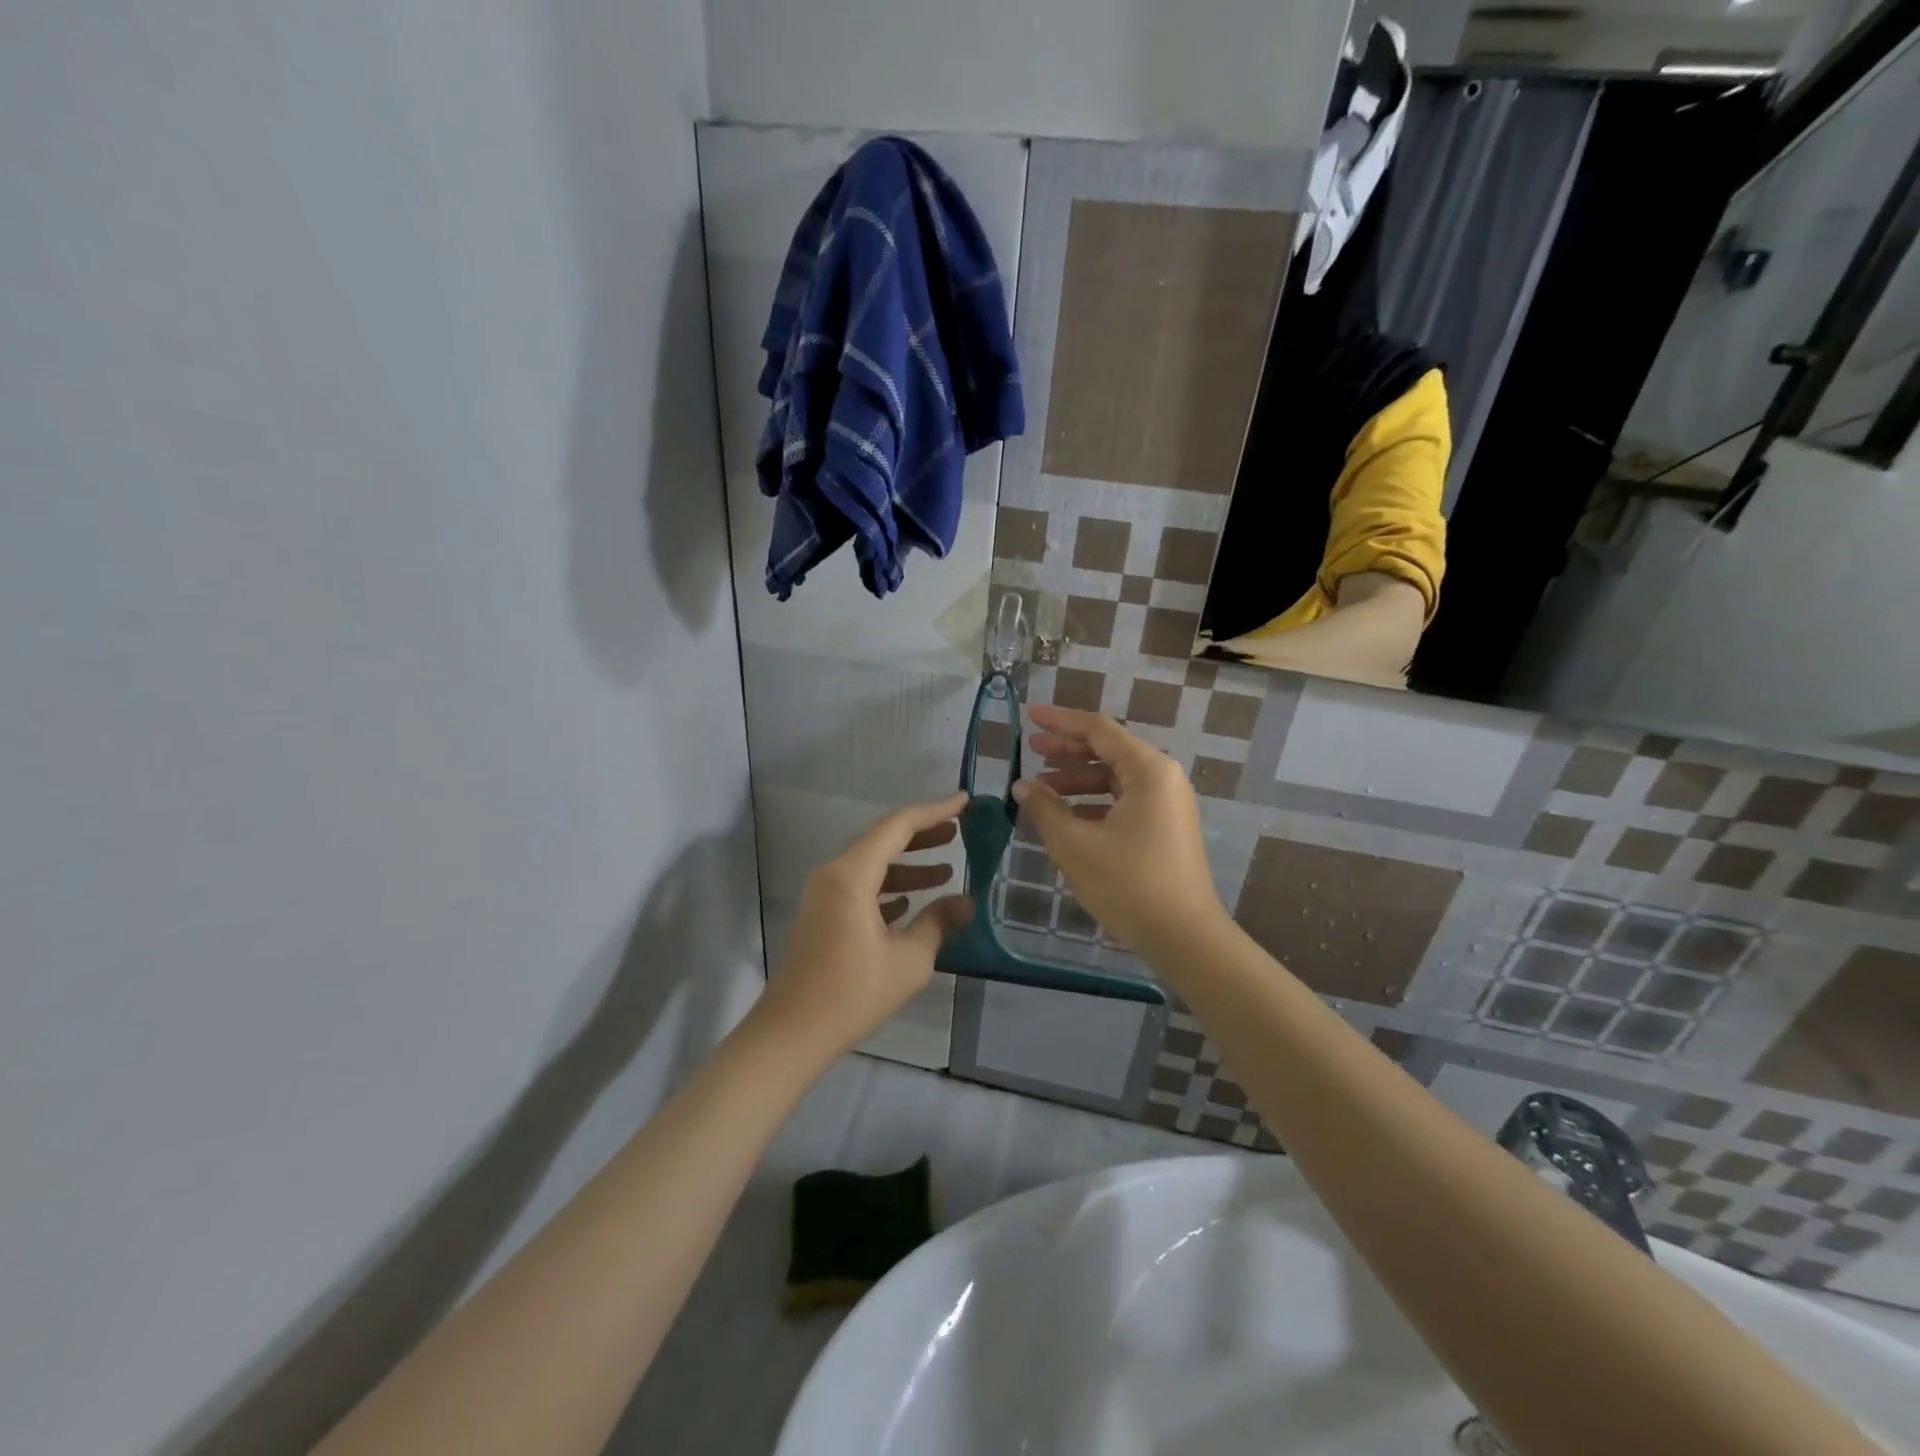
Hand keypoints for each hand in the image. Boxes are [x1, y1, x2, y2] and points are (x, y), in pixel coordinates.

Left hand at [752, 793, 974, 1063]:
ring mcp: (824, 896)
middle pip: (882, 840)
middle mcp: (833, 875)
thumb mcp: (909, 959)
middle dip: (922, 835)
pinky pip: (860, 887)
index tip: (964, 803)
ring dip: (908, 865)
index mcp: (851, 875)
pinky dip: (889, 887)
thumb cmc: (853, 992)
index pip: (898, 826)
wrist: (792, 1033)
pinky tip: (913, 902)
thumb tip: (967, 903)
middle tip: (958, 831)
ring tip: (946, 871)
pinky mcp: (822, 916)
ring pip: (872, 865)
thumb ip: (938, 923)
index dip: (934, 811)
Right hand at [1012, 706, 1225, 959]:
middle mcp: (1163, 778)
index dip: (1060, 722)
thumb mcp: (1075, 844)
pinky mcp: (1166, 827)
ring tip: (1041, 788)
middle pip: (1108, 750)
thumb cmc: (1128, 884)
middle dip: (1067, 750)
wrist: (1184, 937)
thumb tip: (1022, 786)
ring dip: (1077, 779)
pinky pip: (1124, 801)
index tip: (1028, 717)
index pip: (1098, 730)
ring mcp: (1168, 804)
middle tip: (1030, 750)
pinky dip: (1094, 802)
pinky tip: (1066, 816)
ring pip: (1115, 778)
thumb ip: (1044, 808)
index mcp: (1148, 770)